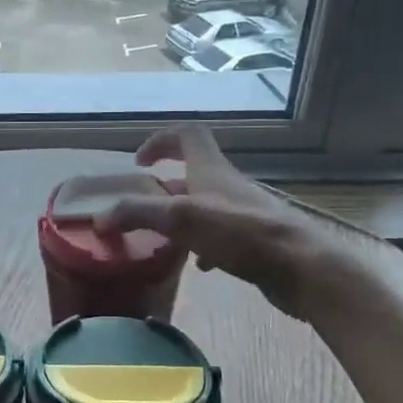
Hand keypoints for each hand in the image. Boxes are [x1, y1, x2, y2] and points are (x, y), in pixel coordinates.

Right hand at [93, 124, 352, 322]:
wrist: (302, 268)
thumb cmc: (241, 234)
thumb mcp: (181, 219)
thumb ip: (138, 214)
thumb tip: (100, 218)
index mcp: (211, 169)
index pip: (187, 134)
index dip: (160, 140)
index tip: (139, 163)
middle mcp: (228, 185)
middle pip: (194, 171)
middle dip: (165, 186)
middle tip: (143, 206)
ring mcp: (244, 213)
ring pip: (206, 205)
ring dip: (182, 215)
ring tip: (162, 236)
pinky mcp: (255, 240)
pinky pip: (222, 235)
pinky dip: (203, 244)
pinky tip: (197, 264)